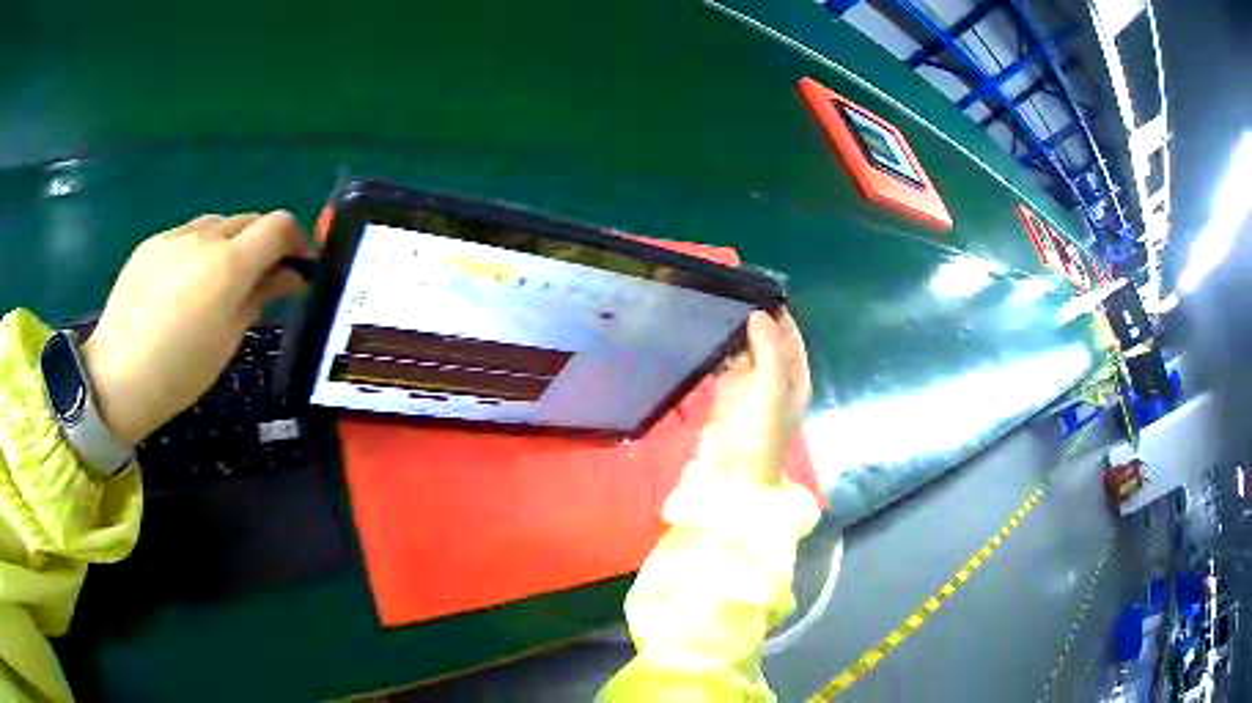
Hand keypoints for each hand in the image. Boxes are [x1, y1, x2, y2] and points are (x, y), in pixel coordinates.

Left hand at [81, 212, 306, 445]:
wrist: (116, 376)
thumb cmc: (178, 373)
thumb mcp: (228, 341)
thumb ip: (260, 297)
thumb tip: (288, 275)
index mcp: (229, 264)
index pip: (279, 224)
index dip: (294, 240)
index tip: (292, 268)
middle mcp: (205, 237)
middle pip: (249, 220)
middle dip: (261, 244)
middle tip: (254, 281)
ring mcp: (174, 236)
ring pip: (217, 224)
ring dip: (228, 245)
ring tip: (213, 284)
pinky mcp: (152, 242)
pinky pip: (187, 234)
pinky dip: (197, 250)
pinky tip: (180, 286)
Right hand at [701, 307, 811, 486]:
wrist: (730, 474)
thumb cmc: (758, 433)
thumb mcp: (771, 389)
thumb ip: (768, 349)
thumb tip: (760, 314)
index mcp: (795, 379)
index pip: (791, 338)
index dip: (780, 315)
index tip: (760, 290)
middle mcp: (775, 380)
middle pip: (768, 342)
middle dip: (755, 320)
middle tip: (732, 293)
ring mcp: (750, 388)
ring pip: (745, 352)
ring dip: (735, 334)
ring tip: (717, 306)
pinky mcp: (727, 395)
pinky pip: (725, 366)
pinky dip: (719, 352)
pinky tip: (706, 335)